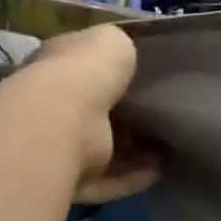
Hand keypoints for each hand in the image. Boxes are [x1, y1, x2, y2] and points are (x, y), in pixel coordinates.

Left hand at [23, 28, 160, 202]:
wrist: (61, 122)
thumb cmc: (83, 73)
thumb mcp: (111, 40)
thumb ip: (121, 48)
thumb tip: (128, 57)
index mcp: (53, 67)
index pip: (81, 69)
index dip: (110, 73)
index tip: (145, 77)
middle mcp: (49, 107)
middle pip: (94, 111)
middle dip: (126, 115)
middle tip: (162, 113)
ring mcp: (57, 146)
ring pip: (103, 148)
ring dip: (134, 150)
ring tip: (170, 143)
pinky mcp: (70, 180)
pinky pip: (109, 179)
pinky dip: (133, 175)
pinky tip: (161, 168)